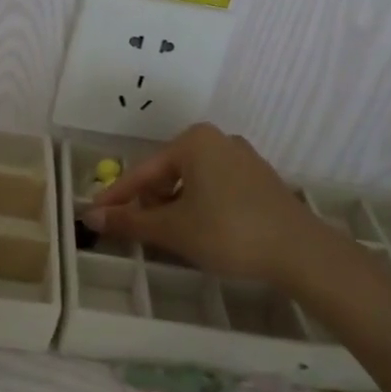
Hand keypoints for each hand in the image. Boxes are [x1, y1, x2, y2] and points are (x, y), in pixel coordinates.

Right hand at [82, 123, 324, 284]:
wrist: (300, 251)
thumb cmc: (228, 232)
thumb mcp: (173, 229)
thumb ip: (130, 221)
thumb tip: (90, 216)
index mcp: (193, 141)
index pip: (143, 172)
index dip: (117, 197)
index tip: (94, 214)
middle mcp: (218, 139)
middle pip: (168, 173)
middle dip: (152, 203)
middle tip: (146, 233)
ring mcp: (243, 157)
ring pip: (192, 182)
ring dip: (176, 207)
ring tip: (176, 237)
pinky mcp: (259, 178)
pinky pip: (216, 188)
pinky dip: (200, 206)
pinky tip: (204, 232)